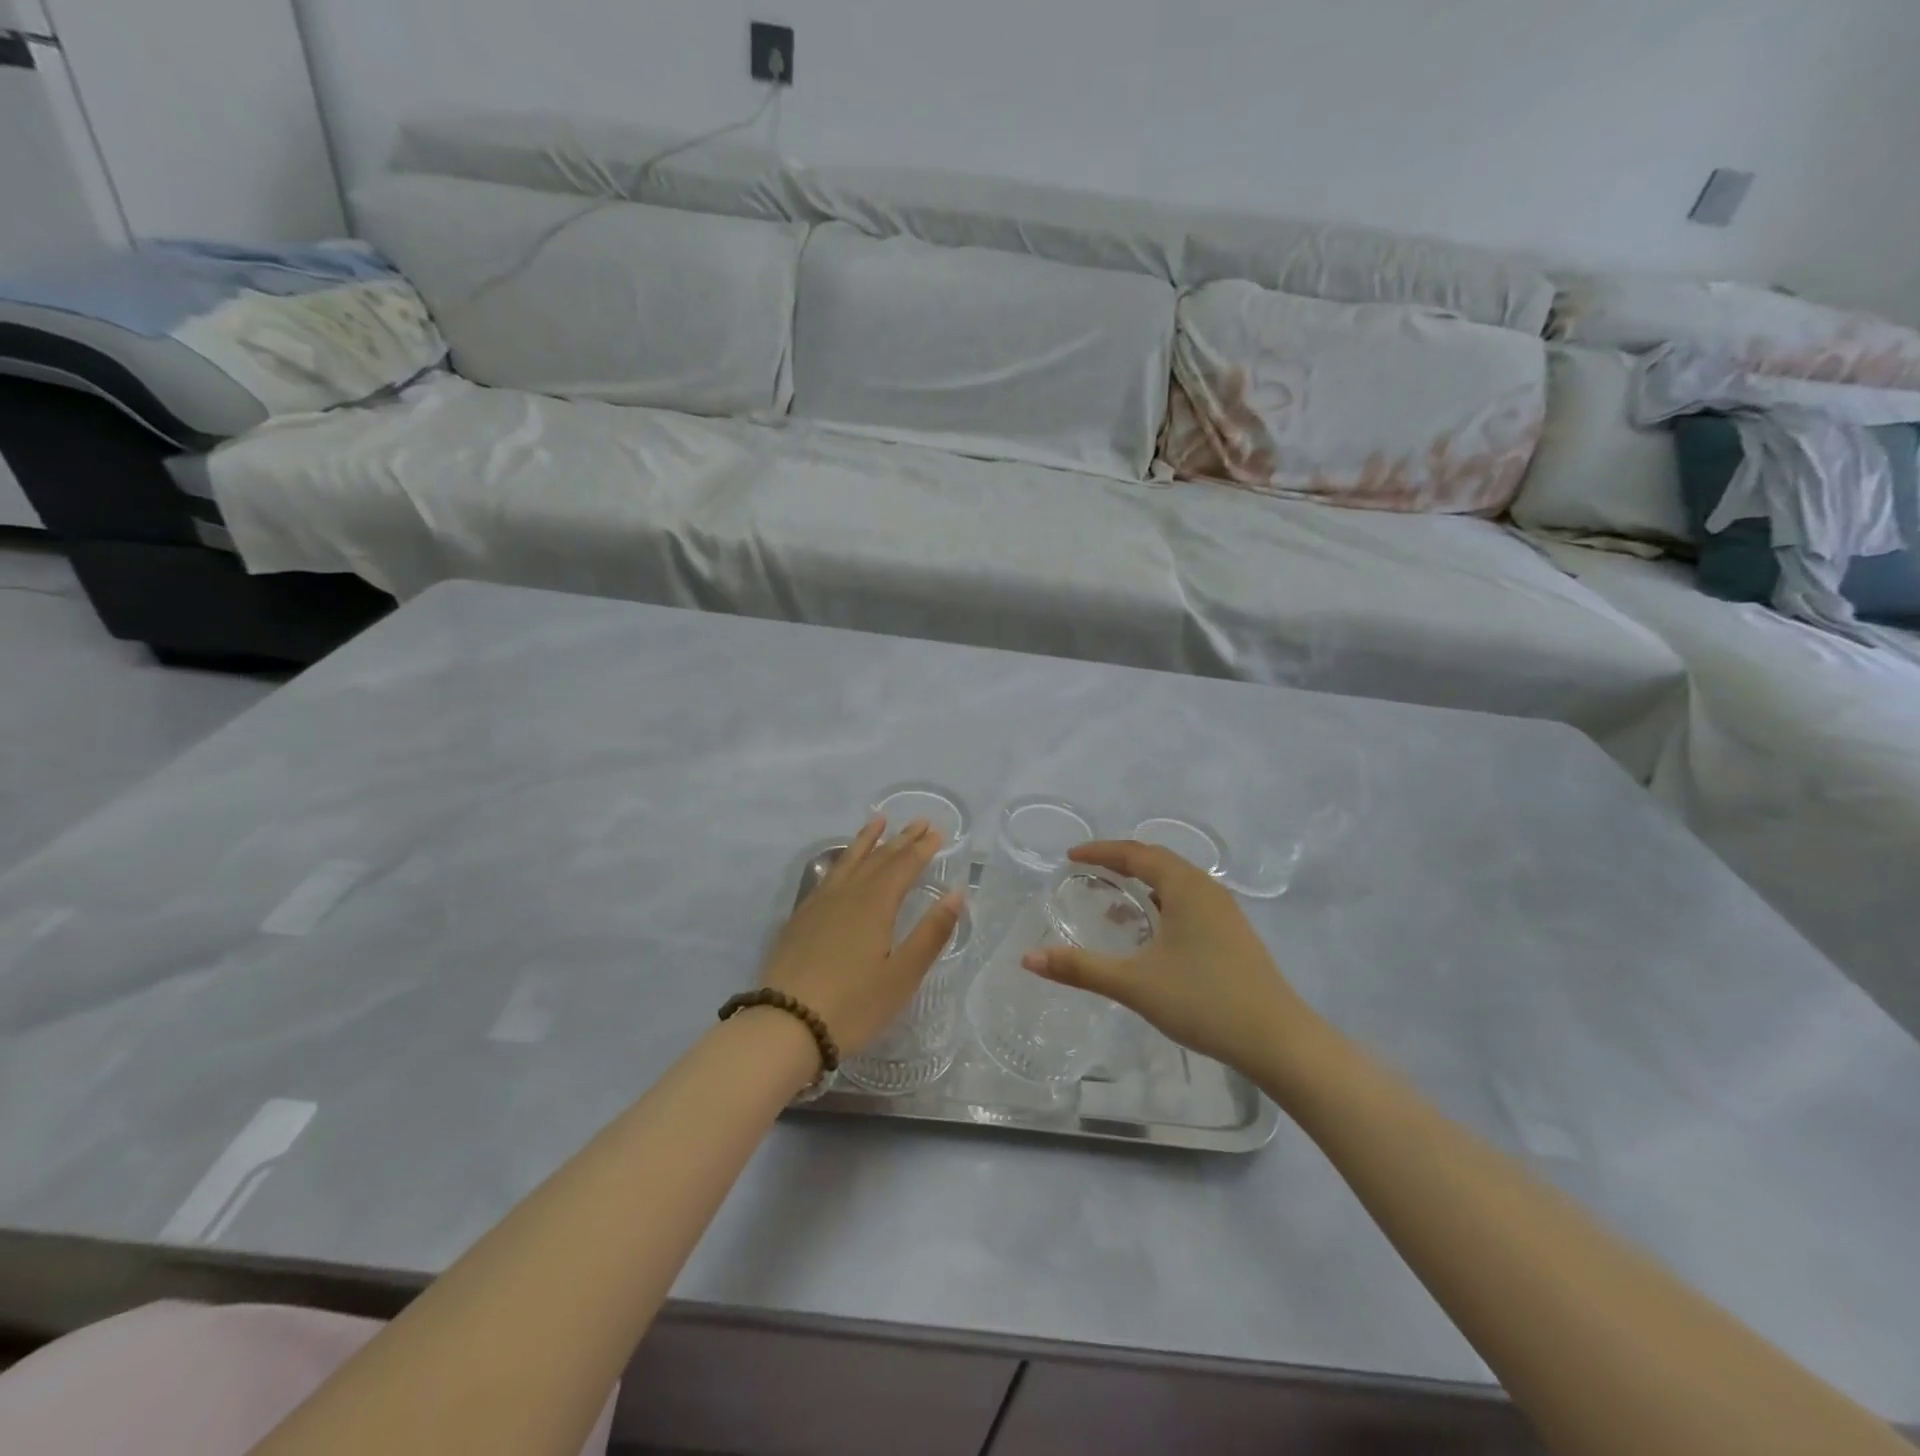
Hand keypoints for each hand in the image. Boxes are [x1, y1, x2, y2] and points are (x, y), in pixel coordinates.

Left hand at [760, 817, 962, 1057]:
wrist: (785, 1026)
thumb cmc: (853, 1005)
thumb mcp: (902, 975)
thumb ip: (931, 933)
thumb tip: (957, 894)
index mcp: (875, 905)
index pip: (904, 866)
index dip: (922, 848)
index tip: (937, 832)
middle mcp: (847, 894)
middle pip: (878, 859)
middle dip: (901, 839)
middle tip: (919, 821)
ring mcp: (819, 904)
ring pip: (848, 861)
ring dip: (867, 841)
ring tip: (878, 821)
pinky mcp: (801, 919)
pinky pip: (828, 876)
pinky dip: (842, 860)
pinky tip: (842, 864)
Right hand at [1022, 841, 1321, 1078]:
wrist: (1278, 1040)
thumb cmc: (1204, 1001)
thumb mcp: (1134, 984)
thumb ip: (1080, 969)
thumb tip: (1028, 959)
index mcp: (1186, 887)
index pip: (1136, 853)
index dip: (1100, 851)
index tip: (1070, 856)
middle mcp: (1207, 890)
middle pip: (1158, 861)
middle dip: (1121, 862)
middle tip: (1088, 871)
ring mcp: (1225, 912)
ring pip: (1176, 883)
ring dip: (1144, 884)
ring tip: (1114, 900)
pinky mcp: (1234, 935)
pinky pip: (1189, 903)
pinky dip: (1162, 904)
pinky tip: (1151, 933)